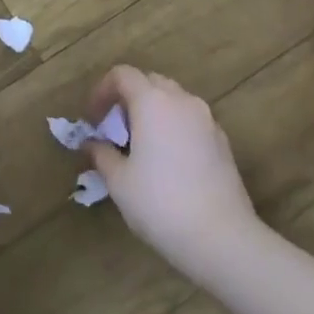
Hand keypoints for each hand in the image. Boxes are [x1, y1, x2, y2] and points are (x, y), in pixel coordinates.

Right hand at [82, 66, 258, 280]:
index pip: (123, 74)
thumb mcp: (119, 181)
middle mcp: (182, 101)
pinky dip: (173, 128)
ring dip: (152, 112)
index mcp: (153, 101)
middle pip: (150, 82)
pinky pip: (191, 121)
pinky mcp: (222, 142)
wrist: (222, 239)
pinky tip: (167, 162)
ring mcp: (207, 120)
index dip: (101, 91)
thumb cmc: (160, 203)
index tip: (92, 120)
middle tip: (114, 130)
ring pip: (173, 100)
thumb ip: (101, 153)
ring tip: (140, 146)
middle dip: (128, 99)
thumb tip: (91, 143)